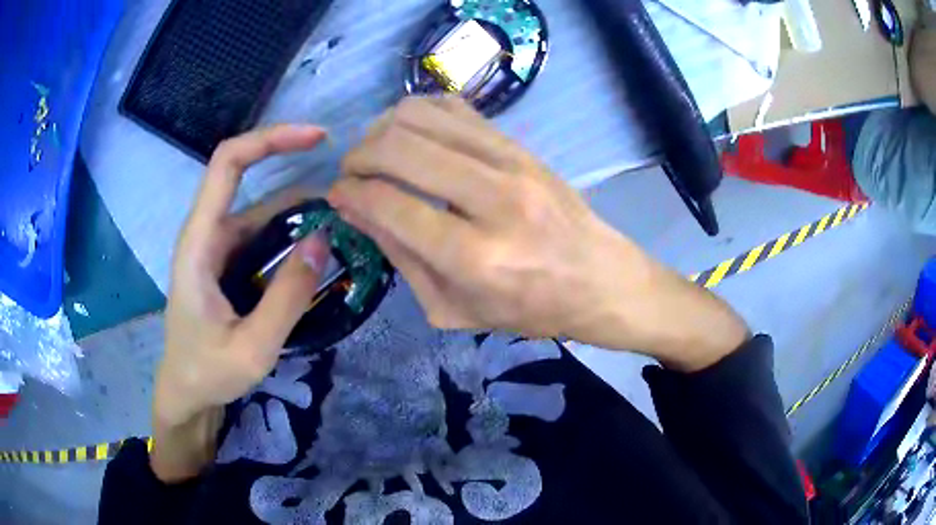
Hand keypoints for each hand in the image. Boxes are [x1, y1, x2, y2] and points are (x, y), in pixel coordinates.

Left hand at [152, 125, 329, 481]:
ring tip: (344, 223)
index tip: (317, 138)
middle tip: (345, 189)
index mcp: (199, 242)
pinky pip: (262, 234)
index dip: (270, 139)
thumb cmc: (209, 373)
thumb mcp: (253, 347)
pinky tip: (320, 248)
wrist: (186, 392)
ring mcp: (217, 246)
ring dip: (299, 209)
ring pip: (260, 208)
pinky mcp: (227, 261)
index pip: (228, 163)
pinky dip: (291, 233)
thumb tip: (323, 240)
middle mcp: (206, 233)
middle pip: (246, 176)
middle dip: (294, 169)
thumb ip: (287, 296)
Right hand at [329, 97, 747, 368]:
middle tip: (352, 173)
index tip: (337, 195)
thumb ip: (399, 256)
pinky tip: (412, 136)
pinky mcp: (520, 145)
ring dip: (383, 129)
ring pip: (422, 116)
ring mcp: (511, 162)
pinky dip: (419, 114)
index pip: (388, 203)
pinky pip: (454, 108)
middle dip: (358, 156)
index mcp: (474, 257)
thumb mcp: (453, 308)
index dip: (349, 193)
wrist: (600, 280)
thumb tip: (353, 209)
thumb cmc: (529, 310)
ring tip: (378, 153)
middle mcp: (492, 199)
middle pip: (399, 148)